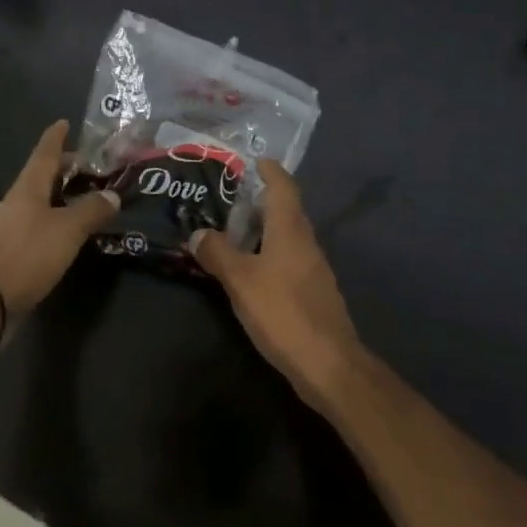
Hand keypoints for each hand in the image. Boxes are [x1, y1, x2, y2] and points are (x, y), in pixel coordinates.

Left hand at [0, 121, 119, 320]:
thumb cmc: (26, 255)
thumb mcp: (67, 230)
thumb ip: (91, 210)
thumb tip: (112, 195)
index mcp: (28, 188)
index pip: (45, 153)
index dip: (56, 137)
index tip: (64, 122)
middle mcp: (17, 202)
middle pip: (42, 177)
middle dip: (65, 169)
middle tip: (91, 168)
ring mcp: (11, 228)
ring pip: (40, 202)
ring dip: (62, 197)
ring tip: (87, 199)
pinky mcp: (11, 253)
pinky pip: (38, 226)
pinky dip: (56, 221)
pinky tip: (70, 233)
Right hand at [191, 160, 363, 412]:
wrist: (328, 364)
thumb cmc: (283, 311)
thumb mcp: (240, 280)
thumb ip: (217, 253)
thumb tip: (198, 233)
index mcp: (290, 228)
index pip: (283, 185)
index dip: (269, 170)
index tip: (251, 161)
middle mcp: (306, 240)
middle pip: (285, 209)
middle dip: (258, 201)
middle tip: (227, 199)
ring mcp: (313, 267)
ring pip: (286, 236)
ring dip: (262, 230)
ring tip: (231, 232)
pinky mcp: (313, 292)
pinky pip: (288, 259)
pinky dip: (268, 254)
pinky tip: (250, 270)